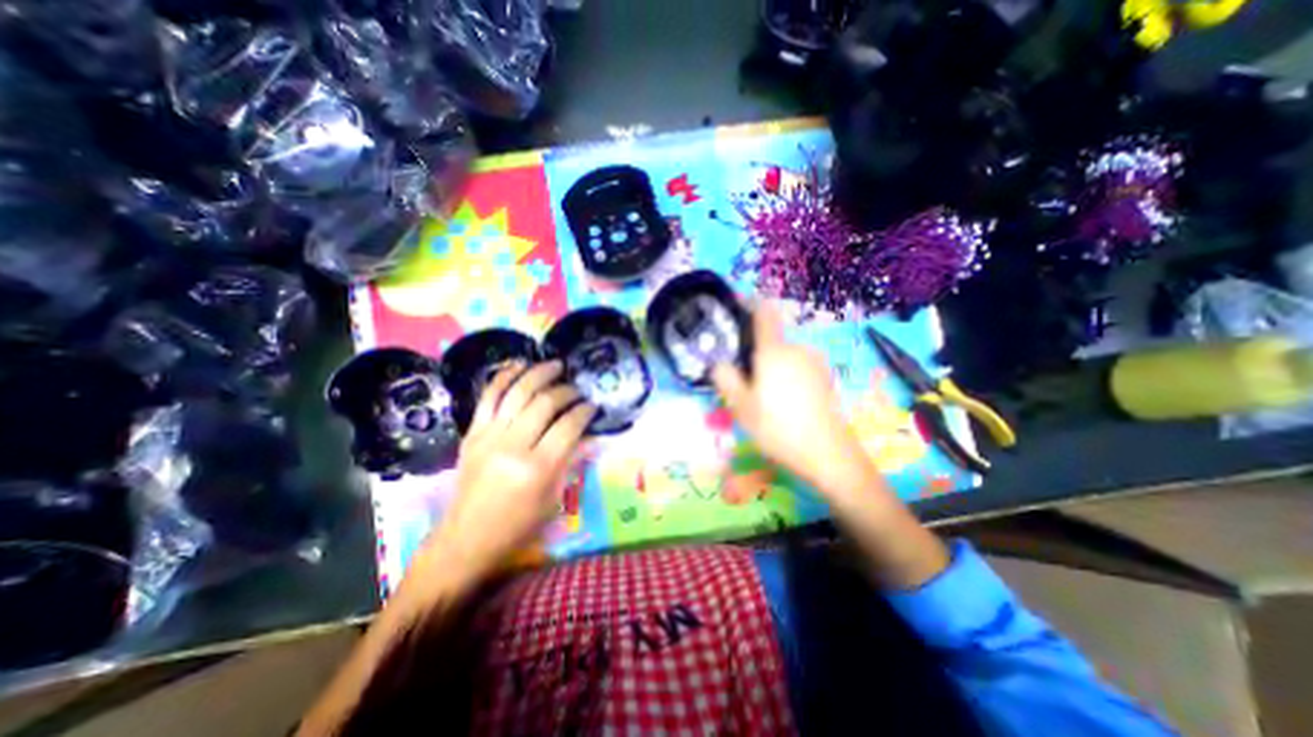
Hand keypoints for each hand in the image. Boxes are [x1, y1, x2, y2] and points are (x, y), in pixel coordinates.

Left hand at [414, 359, 596, 587]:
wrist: (467, 538)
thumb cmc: (518, 525)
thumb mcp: (554, 499)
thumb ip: (572, 461)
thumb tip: (591, 435)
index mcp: (538, 468)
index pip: (568, 426)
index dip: (584, 411)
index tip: (592, 406)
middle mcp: (513, 446)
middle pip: (545, 403)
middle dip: (566, 391)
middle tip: (577, 390)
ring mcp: (489, 436)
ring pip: (518, 392)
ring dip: (539, 374)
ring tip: (555, 365)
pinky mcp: (472, 432)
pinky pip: (489, 396)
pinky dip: (504, 376)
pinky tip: (520, 365)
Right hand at [713, 303, 874, 497]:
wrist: (828, 454)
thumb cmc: (778, 428)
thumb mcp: (741, 407)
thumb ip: (726, 379)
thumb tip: (719, 364)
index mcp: (774, 351)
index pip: (764, 313)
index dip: (750, 305)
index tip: (737, 311)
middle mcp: (798, 349)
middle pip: (772, 340)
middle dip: (757, 353)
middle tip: (746, 381)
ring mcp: (816, 363)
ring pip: (785, 356)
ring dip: (773, 368)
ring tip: (766, 398)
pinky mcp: (826, 378)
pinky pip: (799, 368)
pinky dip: (789, 377)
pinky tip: (787, 404)